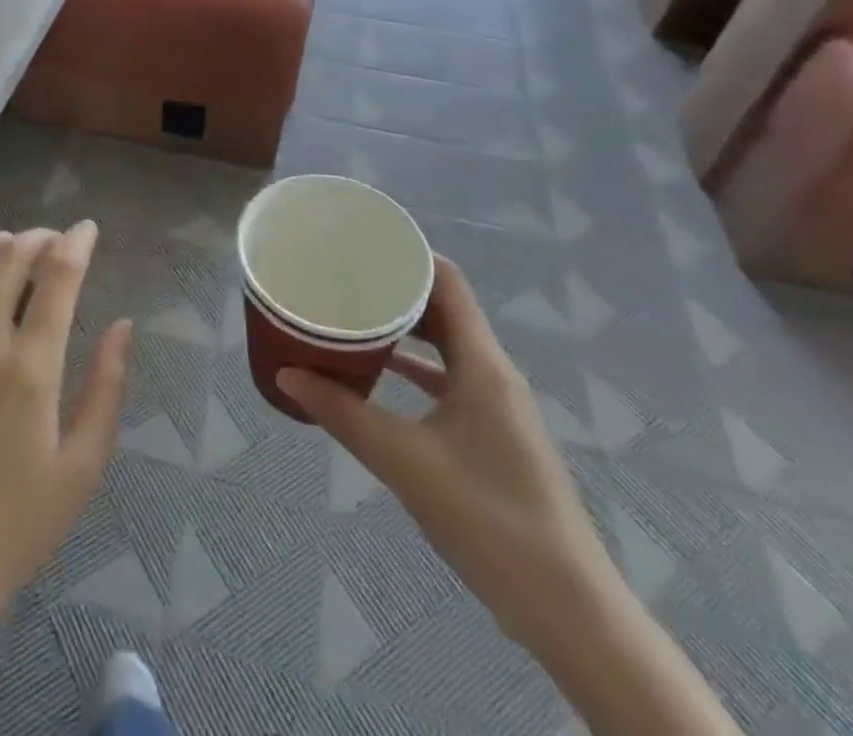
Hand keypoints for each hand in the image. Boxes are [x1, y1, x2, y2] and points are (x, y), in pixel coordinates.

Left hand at [0, 223, 132, 641]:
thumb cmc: (11, 530)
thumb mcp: (80, 469)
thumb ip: (106, 388)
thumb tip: (123, 324)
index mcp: (30, 368)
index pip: (58, 278)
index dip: (75, 244)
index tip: (86, 230)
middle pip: (8, 262)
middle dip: (35, 239)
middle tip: (48, 239)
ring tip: (2, 243)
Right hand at [278, 256, 618, 651]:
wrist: (566, 609)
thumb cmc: (488, 519)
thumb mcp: (405, 461)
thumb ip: (343, 414)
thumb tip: (286, 375)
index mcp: (483, 363)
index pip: (448, 282)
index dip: (409, 254)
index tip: (362, 244)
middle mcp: (493, 372)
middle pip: (444, 308)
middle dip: (397, 289)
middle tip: (345, 278)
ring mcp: (497, 404)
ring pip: (447, 344)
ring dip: (405, 328)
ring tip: (355, 315)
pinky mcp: (493, 434)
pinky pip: (450, 379)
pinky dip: (416, 368)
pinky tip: (381, 374)